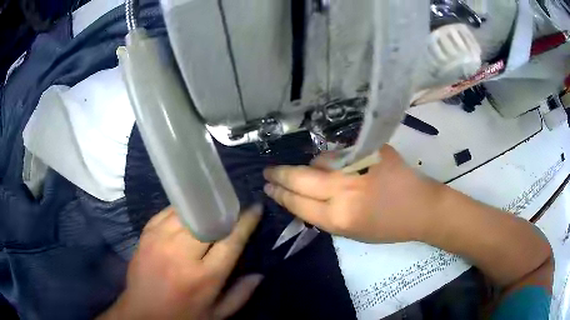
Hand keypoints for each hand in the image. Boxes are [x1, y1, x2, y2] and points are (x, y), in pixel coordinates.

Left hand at [98, 206, 262, 319]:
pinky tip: (188, 215)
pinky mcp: (146, 234)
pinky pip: (167, 212)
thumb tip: (259, 274)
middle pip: (209, 220)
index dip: (246, 222)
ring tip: (211, 210)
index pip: (231, 240)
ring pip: (188, 212)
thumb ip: (240, 295)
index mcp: (204, 277)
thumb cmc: (183, 316)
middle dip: (224, 213)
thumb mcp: (217, 315)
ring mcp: (160, 240)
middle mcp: (181, 254)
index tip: (255, 208)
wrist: (142, 313)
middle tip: (232, 212)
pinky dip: (182, 211)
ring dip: (203, 209)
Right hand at [263, 145, 440, 242]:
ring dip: (311, 167)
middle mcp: (344, 190)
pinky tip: (334, 164)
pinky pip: (339, 152)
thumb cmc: (387, 227)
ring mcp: (357, 167)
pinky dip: (332, 159)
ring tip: (311, 172)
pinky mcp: (369, 151)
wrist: (420, 207)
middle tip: (268, 172)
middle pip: (300, 178)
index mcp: (339, 218)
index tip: (268, 187)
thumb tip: (302, 195)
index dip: (280, 194)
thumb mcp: (351, 233)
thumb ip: (324, 215)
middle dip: (279, 175)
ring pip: (318, 161)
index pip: (298, 203)